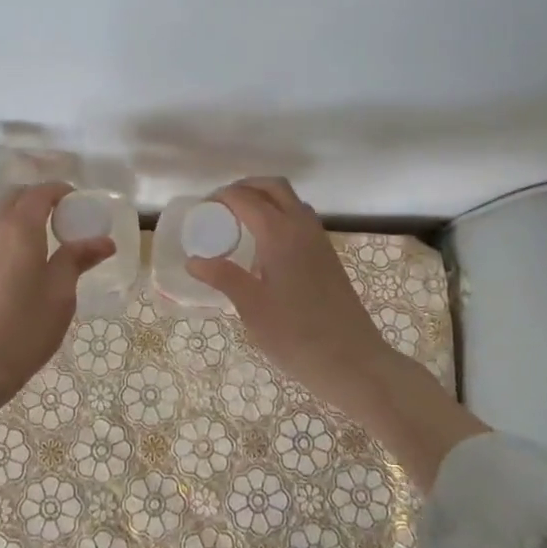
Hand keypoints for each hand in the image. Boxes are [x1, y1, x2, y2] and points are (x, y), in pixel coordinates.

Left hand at [0, 183, 113, 447]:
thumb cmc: (21, 330)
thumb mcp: (59, 296)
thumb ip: (77, 260)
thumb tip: (104, 240)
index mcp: (19, 229)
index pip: (40, 193)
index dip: (61, 191)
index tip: (80, 203)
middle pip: (16, 200)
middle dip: (41, 202)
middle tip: (66, 222)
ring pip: (1, 221)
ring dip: (24, 222)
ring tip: (48, 247)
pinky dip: (10, 241)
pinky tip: (24, 269)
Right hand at [187, 177, 486, 487]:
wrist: (353, 360)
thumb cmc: (297, 335)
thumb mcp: (253, 308)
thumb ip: (224, 278)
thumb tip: (193, 260)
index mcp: (280, 234)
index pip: (246, 198)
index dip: (222, 198)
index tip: (202, 210)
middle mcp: (302, 226)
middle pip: (273, 187)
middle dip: (245, 187)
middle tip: (221, 206)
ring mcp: (319, 240)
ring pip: (291, 200)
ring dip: (265, 198)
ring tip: (240, 222)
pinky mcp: (328, 255)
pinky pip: (301, 219)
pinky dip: (280, 215)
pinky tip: (266, 245)